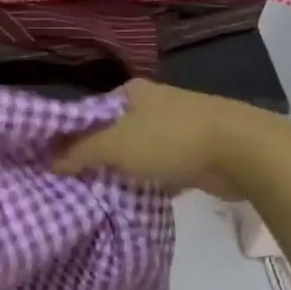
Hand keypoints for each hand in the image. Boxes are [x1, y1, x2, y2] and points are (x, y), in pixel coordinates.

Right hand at [53, 80, 261, 199]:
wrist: (242, 150)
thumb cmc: (170, 139)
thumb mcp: (116, 145)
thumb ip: (80, 152)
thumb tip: (49, 160)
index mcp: (130, 92)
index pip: (88, 112)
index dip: (70, 135)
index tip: (55, 162)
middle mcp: (151, 103)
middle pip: (112, 131)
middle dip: (97, 155)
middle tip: (74, 182)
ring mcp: (175, 125)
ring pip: (137, 149)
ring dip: (124, 169)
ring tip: (99, 193)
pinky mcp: (195, 150)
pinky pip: (160, 166)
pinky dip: (149, 179)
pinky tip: (137, 197)